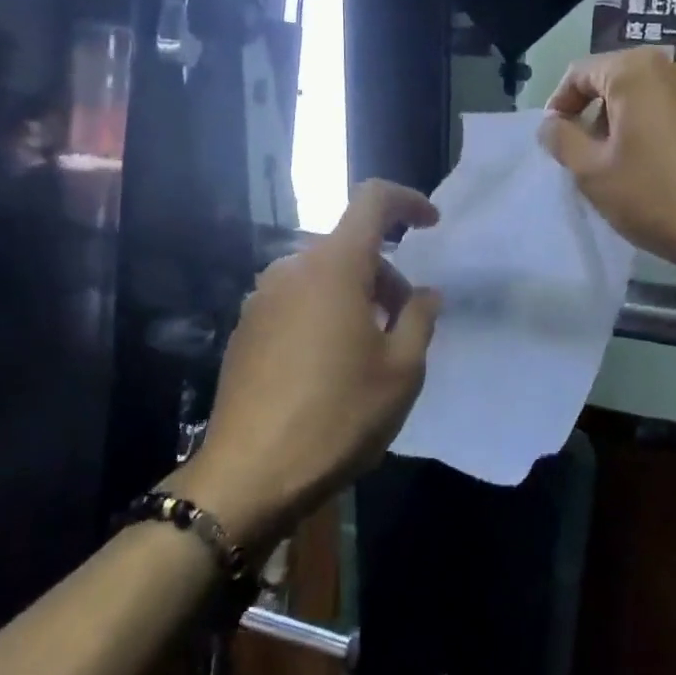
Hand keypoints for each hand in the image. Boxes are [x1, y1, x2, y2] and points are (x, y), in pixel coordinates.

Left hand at [170, 181, 441, 547]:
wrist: (249, 474)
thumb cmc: (338, 416)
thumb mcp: (401, 371)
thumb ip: (420, 318)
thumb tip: (425, 293)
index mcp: (334, 266)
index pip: (372, 200)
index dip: (406, 202)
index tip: (430, 225)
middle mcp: (292, 269)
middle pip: (349, 246)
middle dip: (385, 273)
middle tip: (406, 324)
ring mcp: (261, 298)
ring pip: (322, 275)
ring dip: (355, 296)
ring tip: (370, 351)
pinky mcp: (245, 328)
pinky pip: (296, 301)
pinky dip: (324, 313)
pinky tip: (330, 366)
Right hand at [540, 50, 675, 279]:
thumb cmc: (653, 194)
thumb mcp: (591, 171)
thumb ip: (561, 138)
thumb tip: (552, 124)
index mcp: (637, 69)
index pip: (580, 73)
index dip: (560, 104)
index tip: (555, 140)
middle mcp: (675, 66)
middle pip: (616, 80)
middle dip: (594, 114)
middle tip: (585, 156)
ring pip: (647, 95)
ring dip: (624, 122)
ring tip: (618, 164)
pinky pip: (674, 110)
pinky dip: (654, 128)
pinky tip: (653, 166)